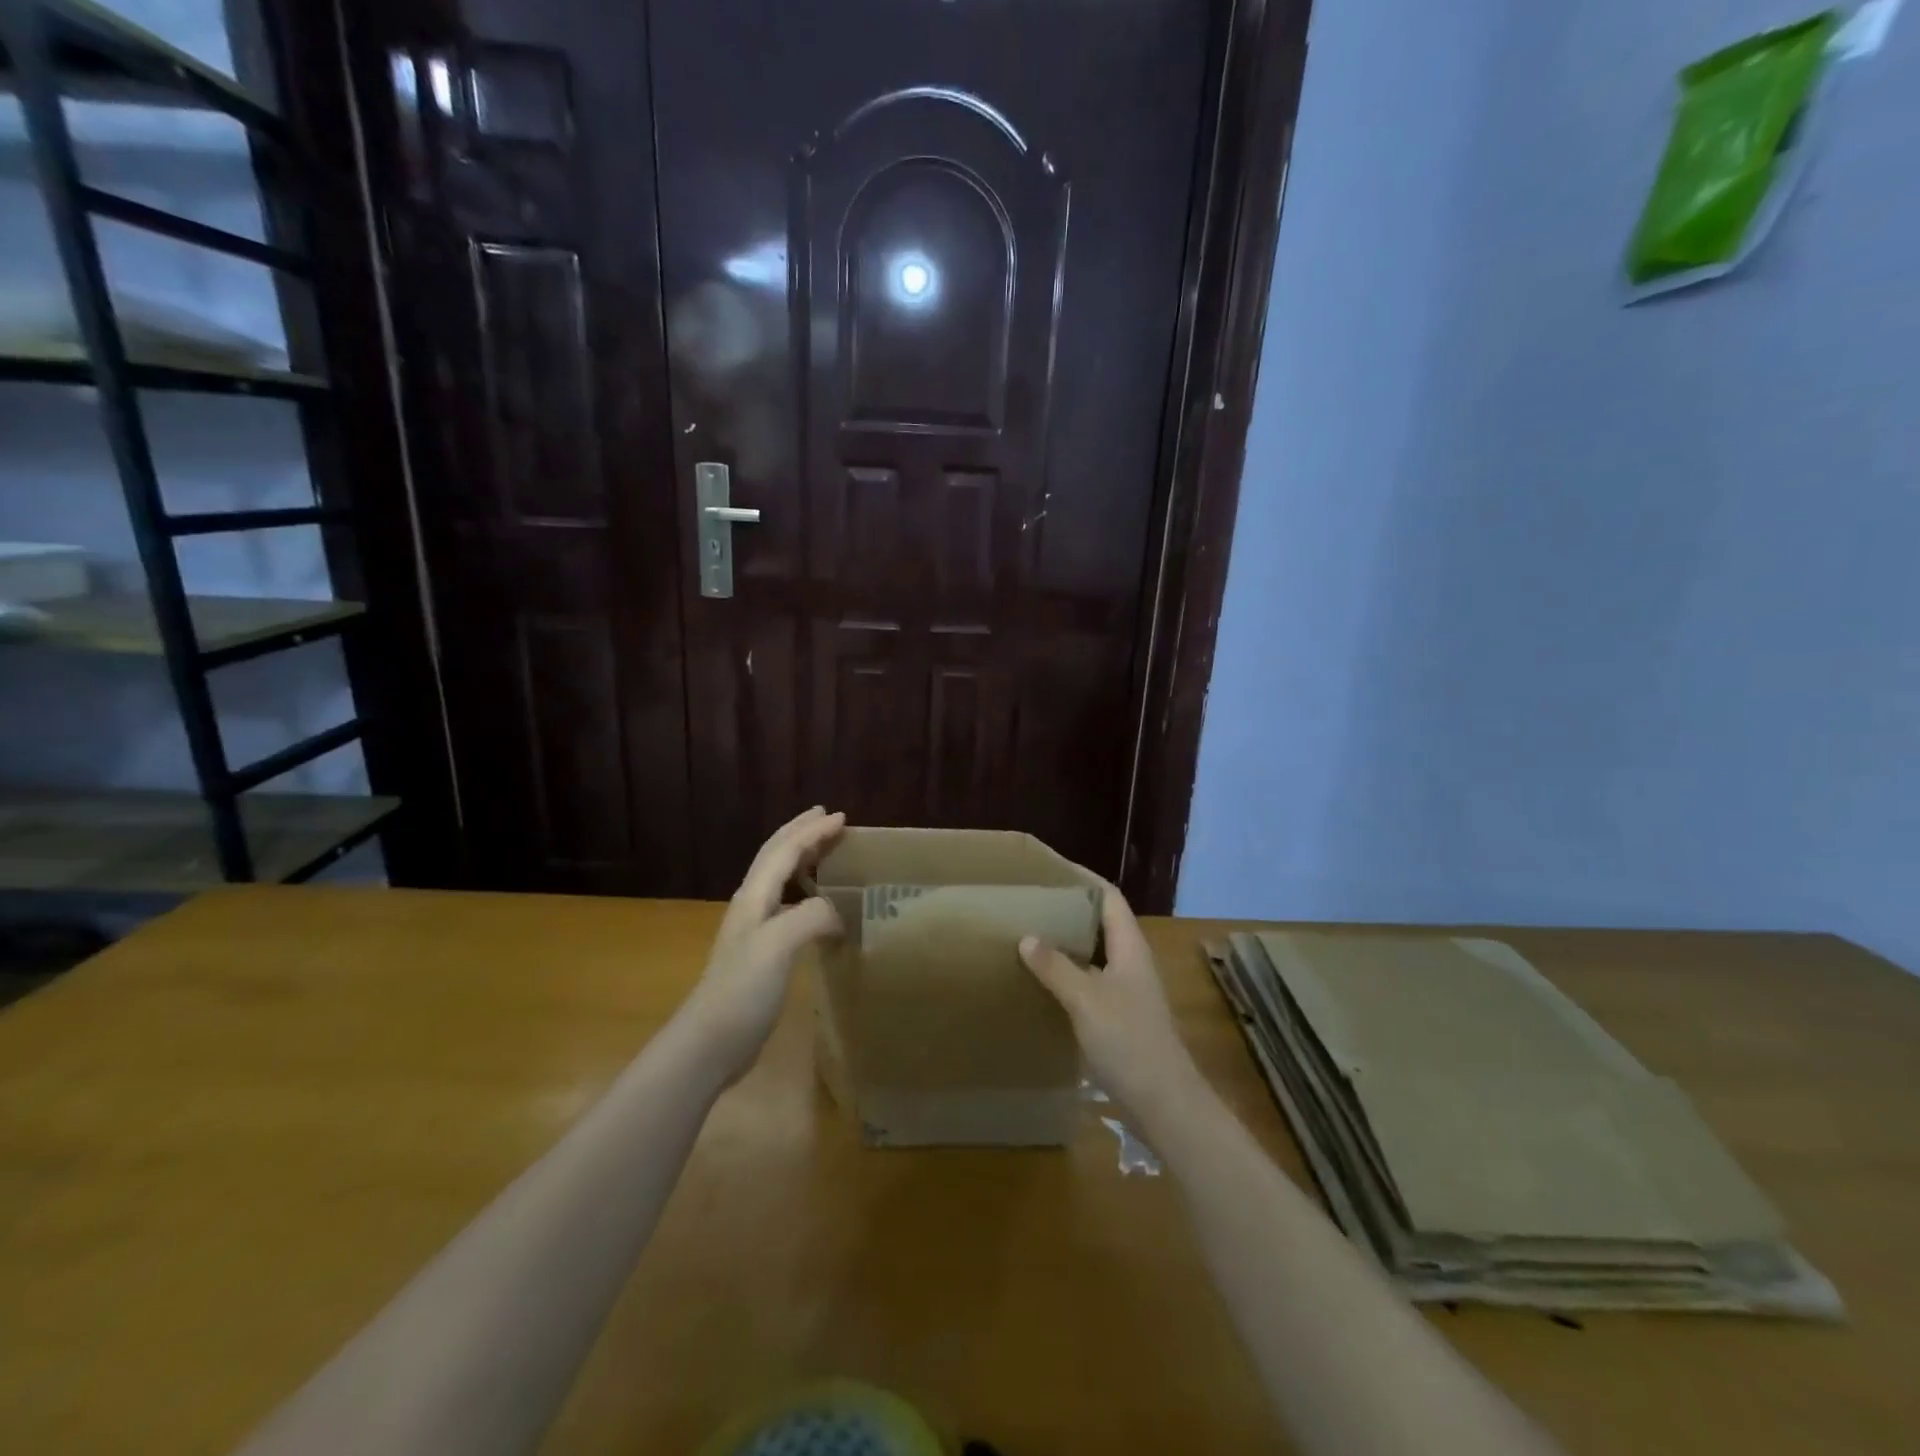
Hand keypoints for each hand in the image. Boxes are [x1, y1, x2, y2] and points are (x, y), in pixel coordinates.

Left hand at [679, 807, 845, 1081]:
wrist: (710, 1042)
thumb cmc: (742, 990)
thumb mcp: (778, 945)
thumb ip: (811, 916)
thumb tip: (837, 912)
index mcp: (754, 898)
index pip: (785, 852)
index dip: (812, 832)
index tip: (842, 817)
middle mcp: (752, 907)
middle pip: (775, 857)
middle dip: (800, 833)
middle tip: (827, 818)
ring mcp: (754, 931)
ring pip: (779, 880)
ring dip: (801, 858)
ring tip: (824, 852)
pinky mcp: (761, 955)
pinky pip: (787, 907)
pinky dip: (805, 893)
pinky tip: (817, 908)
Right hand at [1019, 884, 1206, 1128]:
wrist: (1164, 1103)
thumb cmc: (1129, 1041)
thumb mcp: (1086, 999)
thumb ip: (1056, 967)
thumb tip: (1027, 937)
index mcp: (1130, 947)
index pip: (1109, 897)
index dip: (1084, 879)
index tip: (1052, 869)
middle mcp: (1132, 963)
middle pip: (1102, 923)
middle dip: (1070, 910)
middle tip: (1033, 902)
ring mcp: (1128, 992)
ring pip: (1096, 954)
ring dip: (1068, 943)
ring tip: (1030, 936)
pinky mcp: (1121, 1018)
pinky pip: (1091, 982)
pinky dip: (1069, 975)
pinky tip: (1044, 984)